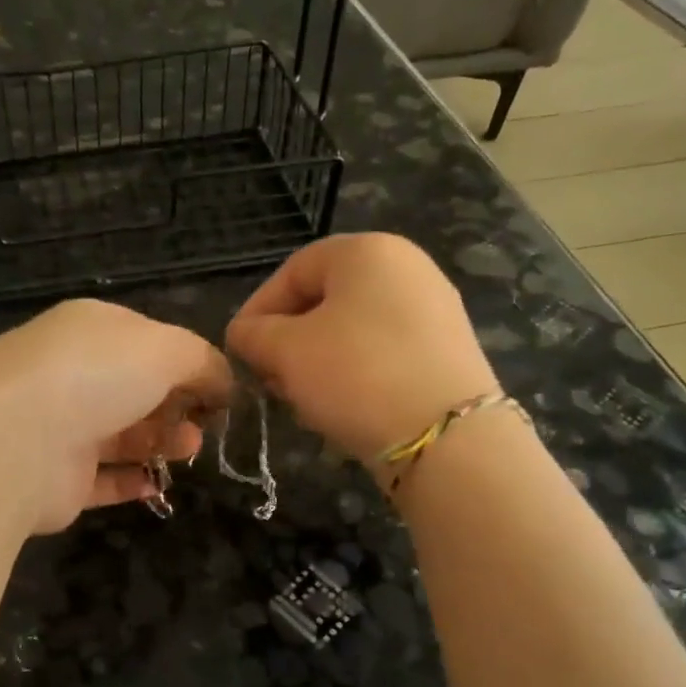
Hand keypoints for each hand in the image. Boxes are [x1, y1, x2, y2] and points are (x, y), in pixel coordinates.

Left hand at [0, 300, 233, 532]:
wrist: (15, 442)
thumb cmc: (95, 377)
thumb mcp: (165, 348)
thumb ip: (202, 361)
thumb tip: (223, 382)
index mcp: (90, 330)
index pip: (146, 340)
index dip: (186, 363)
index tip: (219, 390)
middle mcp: (70, 374)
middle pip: (135, 390)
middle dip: (177, 406)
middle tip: (206, 425)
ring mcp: (59, 427)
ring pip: (121, 434)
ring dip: (161, 442)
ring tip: (189, 450)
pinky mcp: (56, 479)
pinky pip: (102, 479)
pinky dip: (131, 482)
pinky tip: (156, 485)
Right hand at [227, 234, 496, 467]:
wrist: (446, 436)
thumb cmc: (356, 374)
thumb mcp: (286, 351)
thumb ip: (253, 335)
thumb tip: (243, 334)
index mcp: (368, 251)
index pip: (293, 270)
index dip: (257, 309)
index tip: (239, 349)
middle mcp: (407, 268)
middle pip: (325, 300)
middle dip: (288, 341)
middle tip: (268, 379)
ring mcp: (433, 310)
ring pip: (353, 330)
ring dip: (317, 362)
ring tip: (300, 400)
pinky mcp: (446, 352)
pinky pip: (383, 353)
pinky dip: (353, 374)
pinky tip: (341, 407)